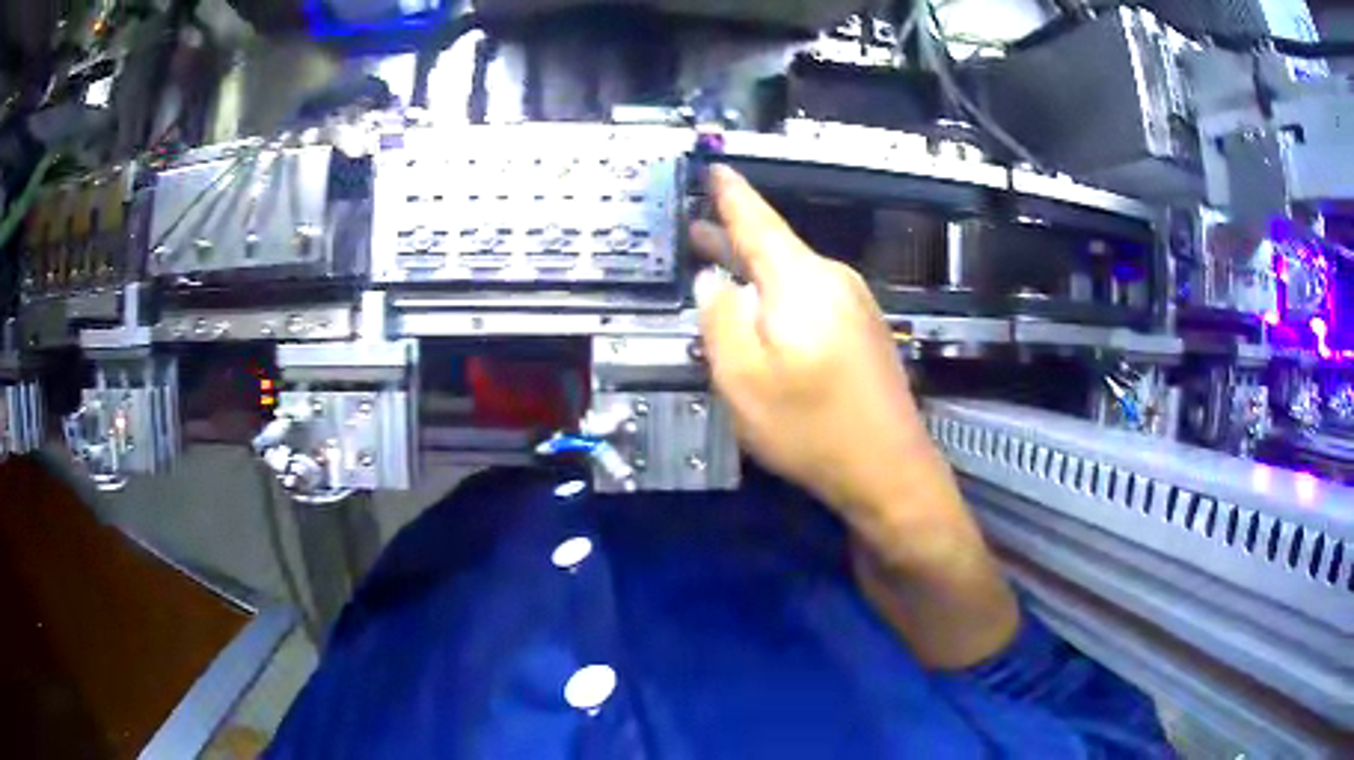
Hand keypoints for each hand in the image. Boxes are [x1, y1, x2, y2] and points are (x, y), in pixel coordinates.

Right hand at [692, 166, 1018, 667]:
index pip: (757, 220)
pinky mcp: (863, 333)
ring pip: (791, 276)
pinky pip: (809, 300)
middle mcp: (833, 280)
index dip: (730, 194)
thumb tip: (714, 279)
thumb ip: (720, 318)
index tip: (714, 167)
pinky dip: (777, 298)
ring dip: (753, 272)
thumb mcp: (743, 378)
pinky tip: (761, 316)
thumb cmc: (812, 426)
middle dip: (731, 238)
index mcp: (802, 280)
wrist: (889, 470)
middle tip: (692, 232)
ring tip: (718, 270)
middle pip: (774, 248)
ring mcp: (854, 306)